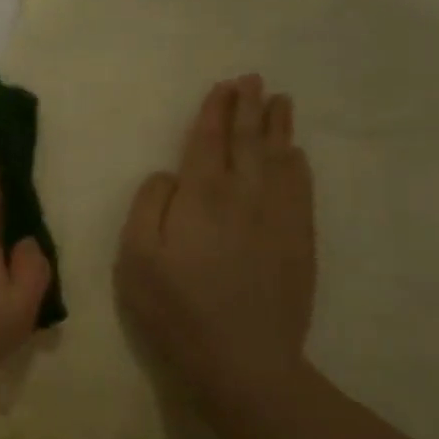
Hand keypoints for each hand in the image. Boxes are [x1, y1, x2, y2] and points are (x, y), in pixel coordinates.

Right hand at [116, 75, 316, 403]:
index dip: (215, 111)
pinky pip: (302, 188)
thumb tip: (169, 175)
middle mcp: (245, 194)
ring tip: (279, 102)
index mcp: (201, 195)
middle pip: (248, 141)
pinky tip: (296, 154)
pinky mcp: (300, 241)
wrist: (242, 358)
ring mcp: (279, 217)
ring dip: (278, 127)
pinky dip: (298, 164)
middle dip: (249, 107)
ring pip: (280, 158)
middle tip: (253, 80)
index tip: (224, 86)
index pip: (209, 140)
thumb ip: (149, 204)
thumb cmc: (175, 306)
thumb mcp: (136, 256)